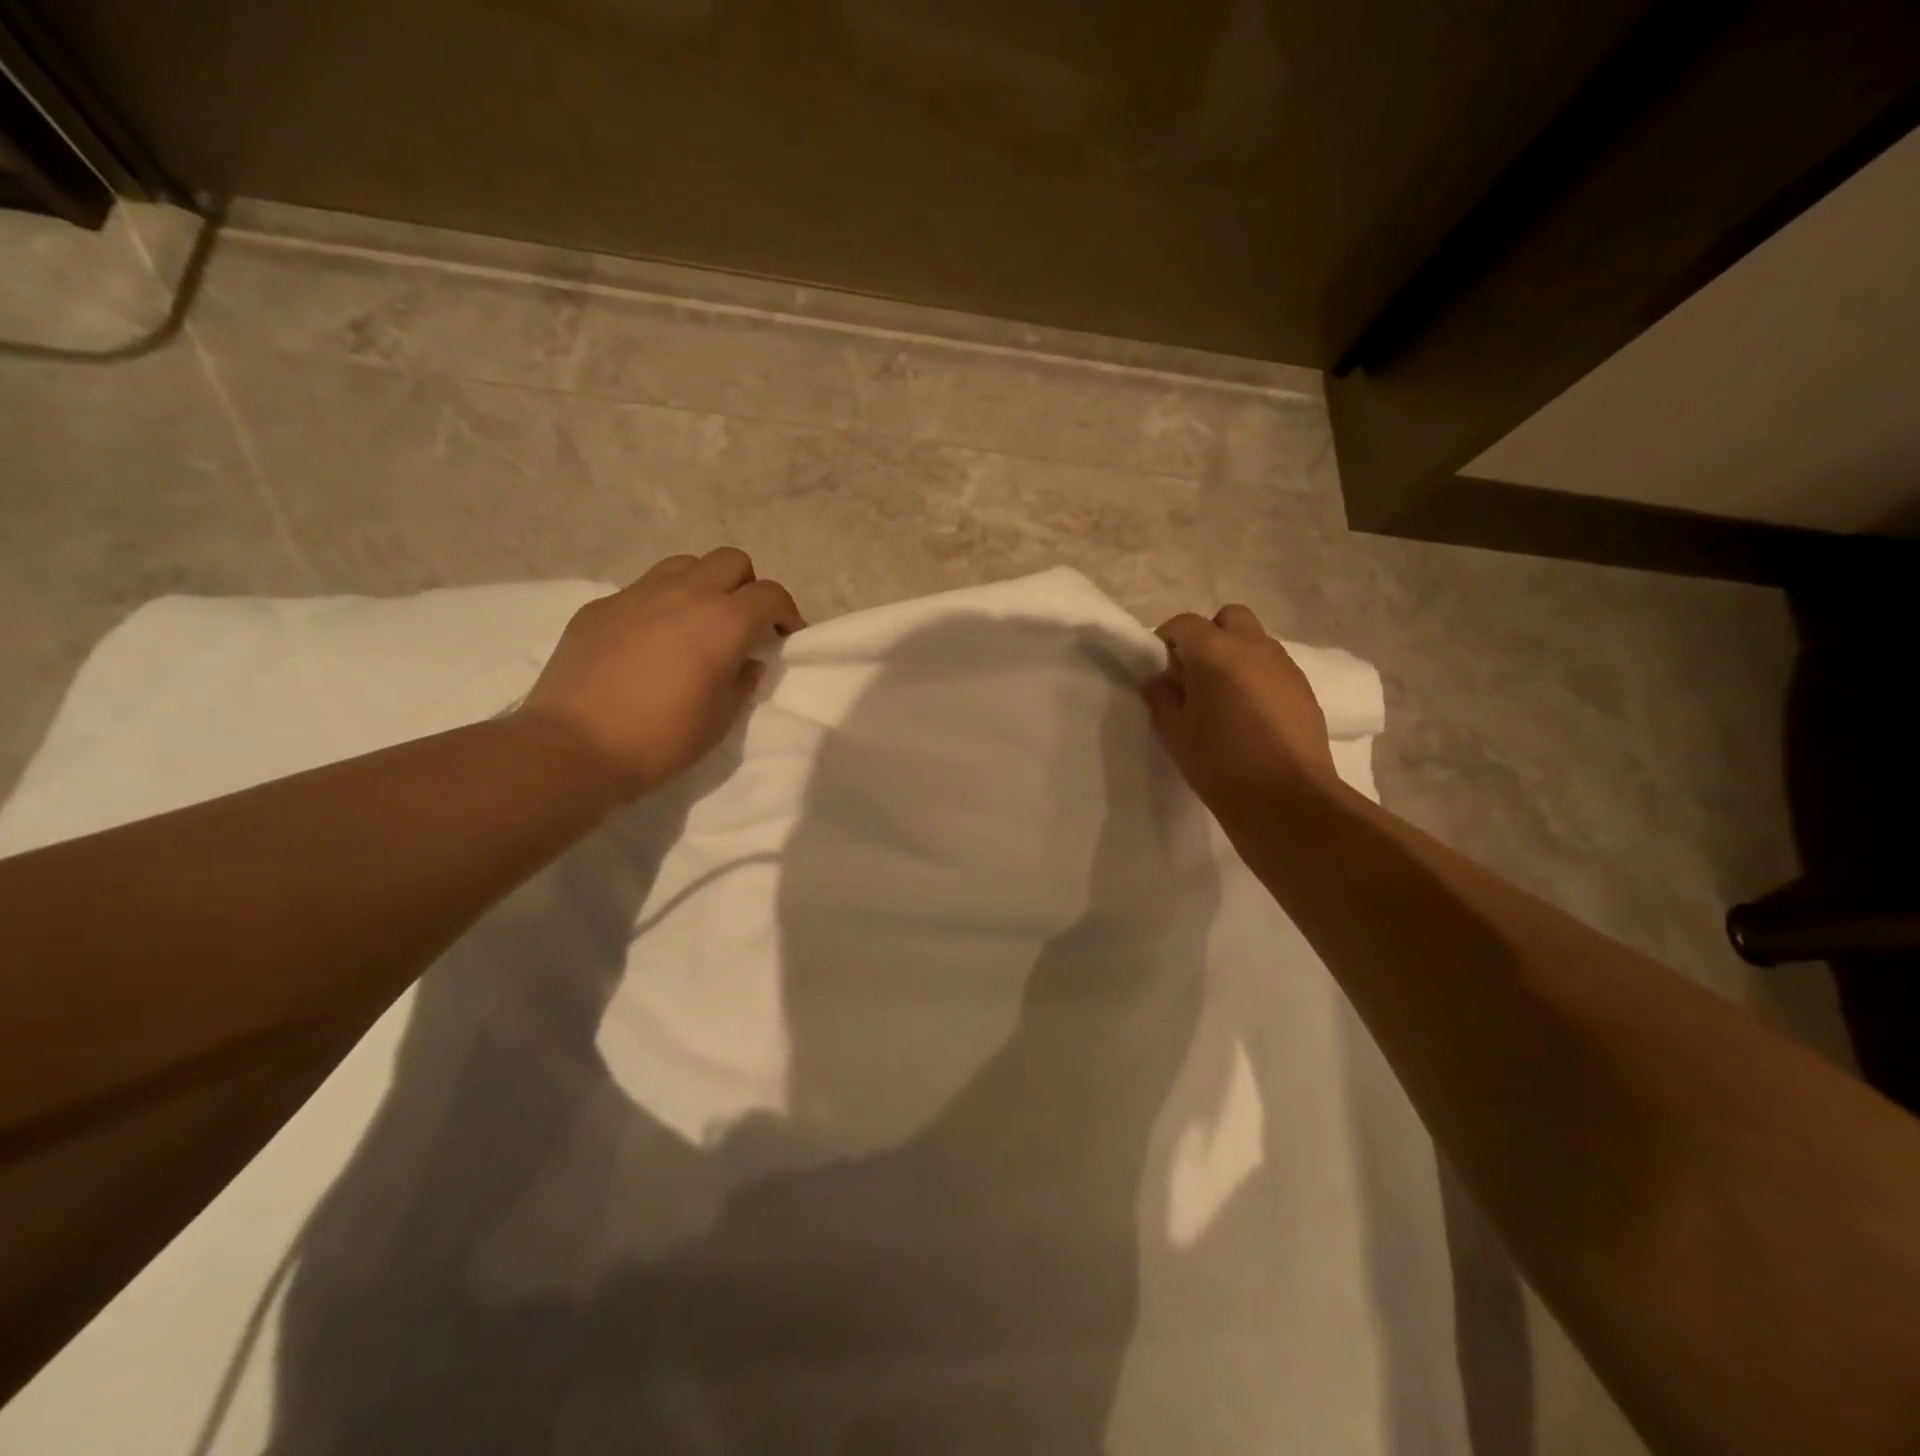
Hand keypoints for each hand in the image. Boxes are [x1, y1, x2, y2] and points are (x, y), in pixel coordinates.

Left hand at [514, 548, 803, 797]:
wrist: (574, 747)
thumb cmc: (661, 738)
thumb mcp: (720, 719)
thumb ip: (741, 682)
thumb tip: (746, 662)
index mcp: (724, 621)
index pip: (770, 595)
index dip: (786, 613)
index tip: (785, 636)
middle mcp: (685, 593)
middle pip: (731, 561)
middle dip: (747, 587)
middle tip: (743, 624)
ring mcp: (638, 594)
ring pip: (686, 564)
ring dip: (704, 585)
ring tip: (698, 623)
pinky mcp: (601, 606)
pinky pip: (643, 589)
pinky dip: (661, 604)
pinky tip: (650, 641)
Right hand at [1143, 604, 1339, 821]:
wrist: (1286, 799)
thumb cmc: (1219, 763)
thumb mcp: (1173, 733)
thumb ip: (1161, 698)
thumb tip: (1161, 680)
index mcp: (1215, 652)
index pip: (1184, 623)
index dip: (1168, 639)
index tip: (1161, 667)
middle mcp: (1253, 647)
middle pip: (1229, 618)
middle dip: (1209, 635)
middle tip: (1195, 673)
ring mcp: (1284, 666)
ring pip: (1255, 641)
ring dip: (1236, 655)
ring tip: (1224, 696)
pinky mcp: (1304, 689)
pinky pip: (1274, 667)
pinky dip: (1258, 677)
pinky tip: (1251, 714)